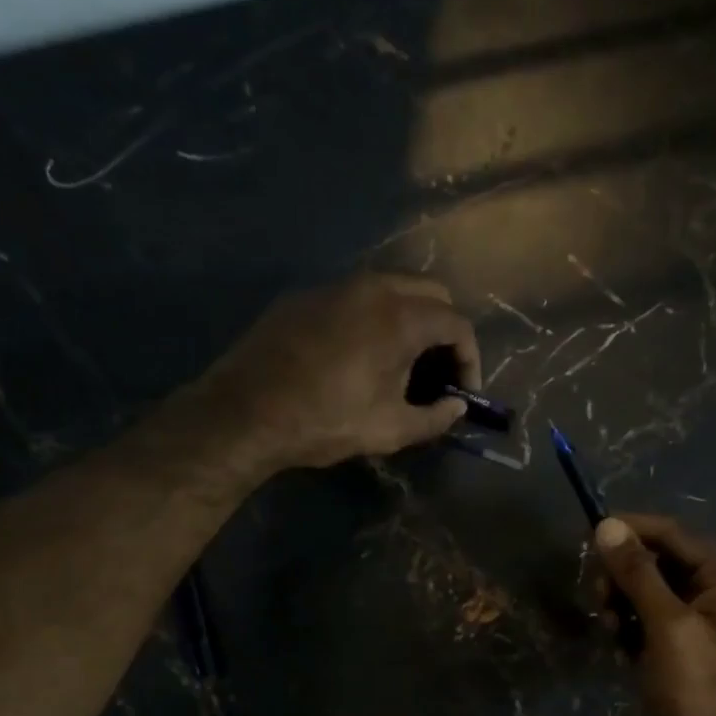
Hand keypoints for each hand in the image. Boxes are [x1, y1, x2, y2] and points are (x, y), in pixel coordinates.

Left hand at [203, 273, 481, 469]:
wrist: (245, 412)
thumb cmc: (326, 421)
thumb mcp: (390, 429)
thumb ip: (435, 418)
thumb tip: (456, 408)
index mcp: (400, 317)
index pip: (457, 323)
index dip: (469, 359)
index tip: (462, 392)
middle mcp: (372, 287)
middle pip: (431, 293)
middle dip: (444, 332)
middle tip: (438, 372)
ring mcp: (335, 286)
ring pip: (392, 288)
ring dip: (410, 320)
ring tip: (402, 364)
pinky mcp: (306, 296)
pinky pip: (356, 297)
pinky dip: (374, 318)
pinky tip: (361, 356)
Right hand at [593, 513, 715, 715]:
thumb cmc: (698, 690)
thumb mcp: (667, 626)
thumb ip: (637, 573)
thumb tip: (608, 526)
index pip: (674, 535)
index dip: (632, 530)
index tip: (589, 535)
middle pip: (660, 562)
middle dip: (624, 575)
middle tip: (597, 598)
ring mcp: (702, 622)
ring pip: (649, 592)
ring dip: (623, 602)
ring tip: (609, 630)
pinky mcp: (684, 647)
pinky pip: (649, 620)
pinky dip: (630, 626)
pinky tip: (618, 647)